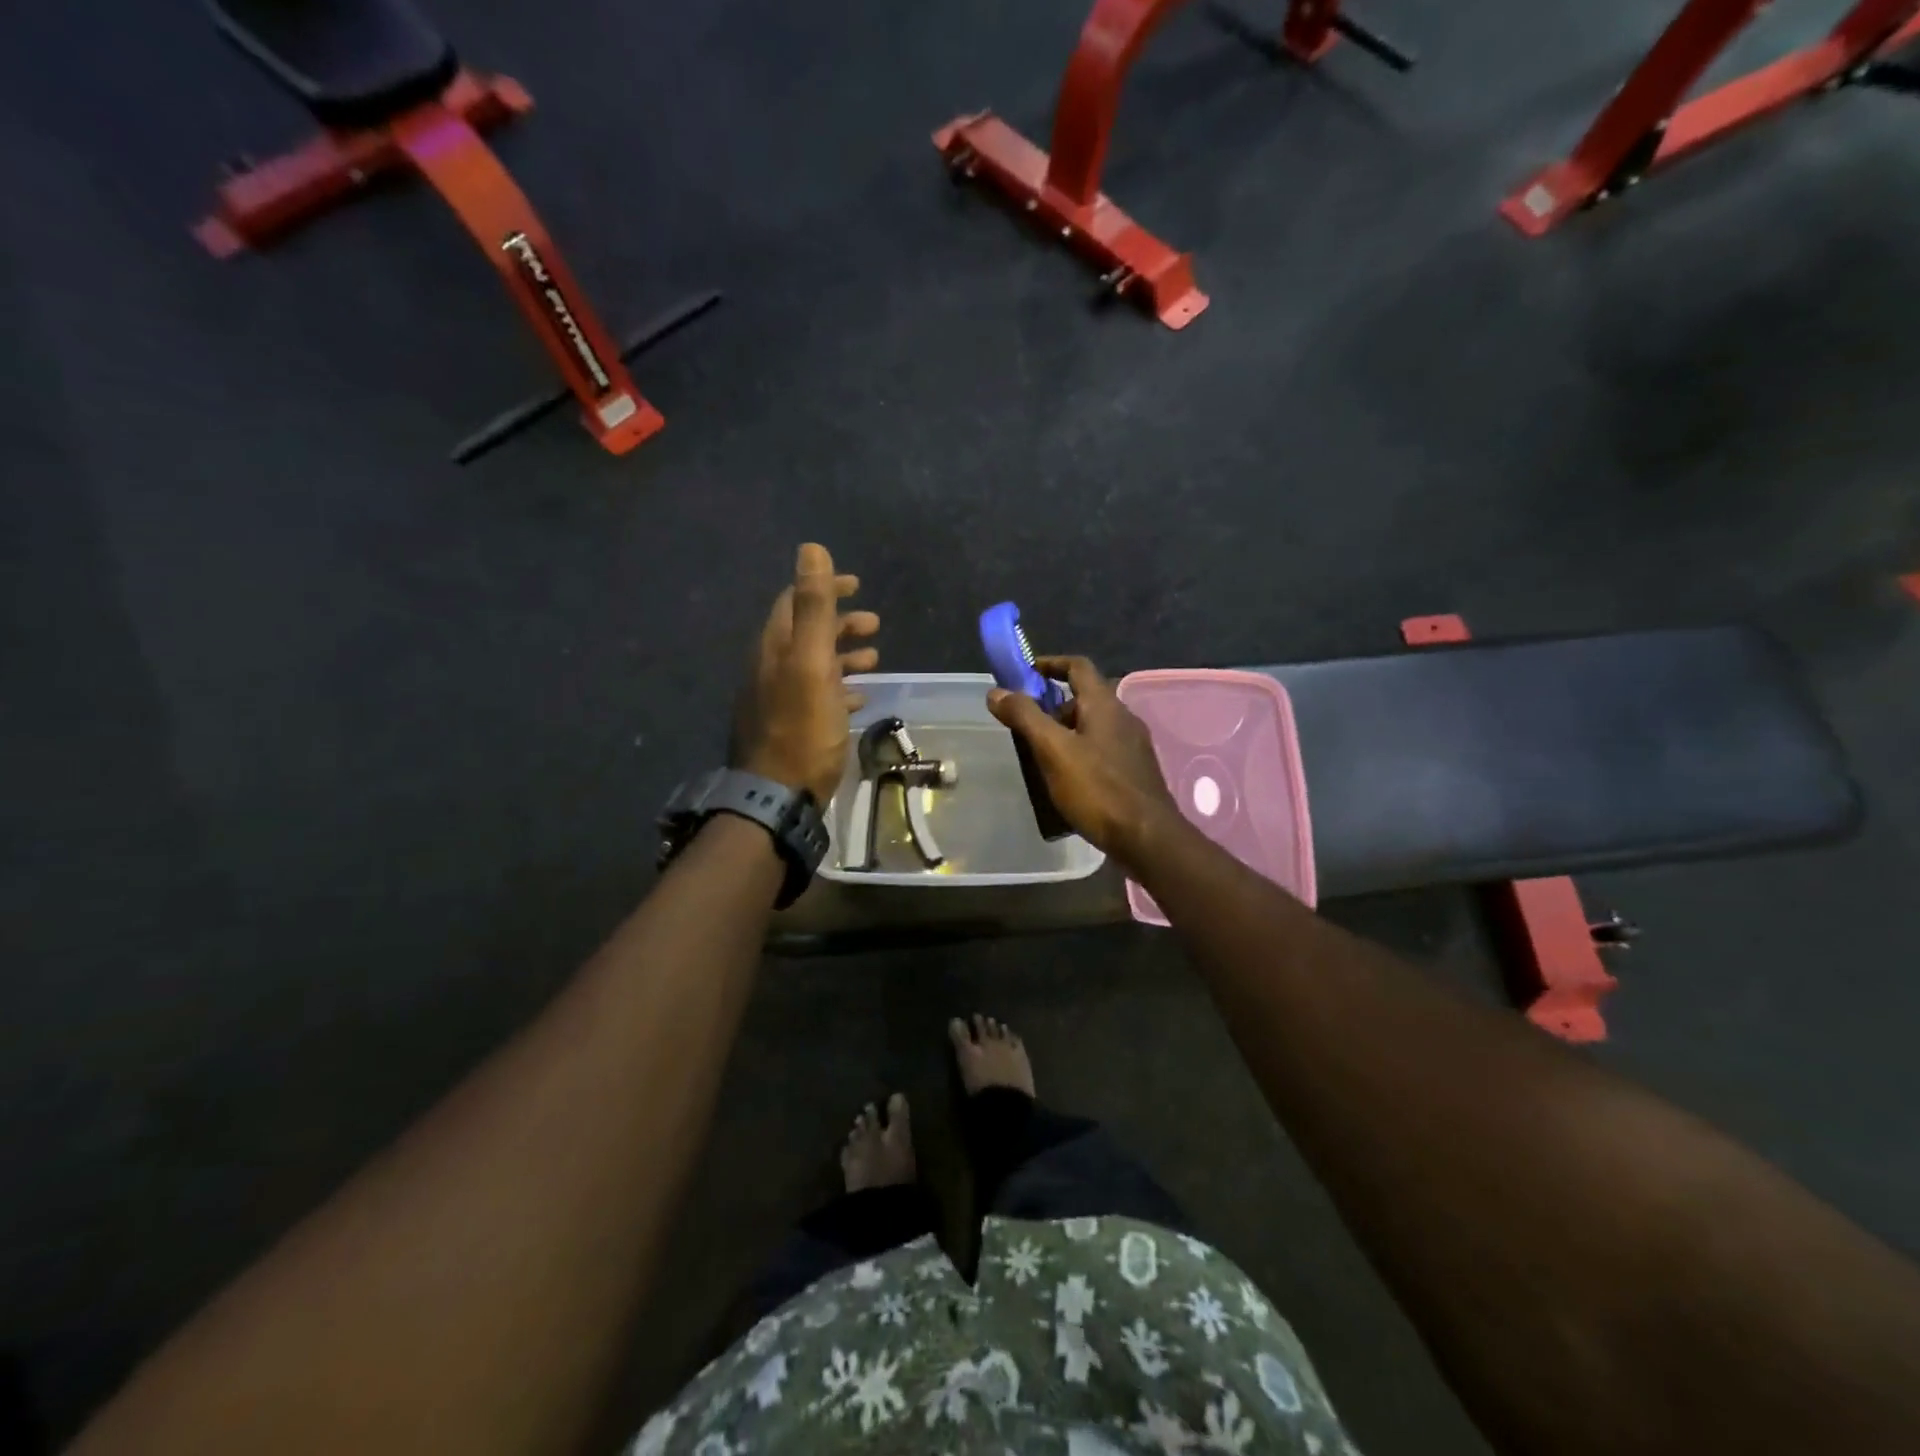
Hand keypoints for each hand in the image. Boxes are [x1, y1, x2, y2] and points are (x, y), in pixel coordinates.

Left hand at [733, 544, 878, 804]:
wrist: (777, 796)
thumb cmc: (802, 728)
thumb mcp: (811, 663)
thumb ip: (813, 607)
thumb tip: (811, 548)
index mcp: (775, 647)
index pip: (795, 601)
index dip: (826, 587)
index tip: (858, 585)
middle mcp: (771, 667)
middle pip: (805, 632)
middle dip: (840, 623)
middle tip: (875, 625)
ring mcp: (777, 698)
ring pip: (813, 664)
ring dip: (843, 655)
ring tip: (875, 659)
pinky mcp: (788, 726)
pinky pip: (815, 696)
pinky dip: (838, 688)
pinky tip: (858, 698)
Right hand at [987, 655, 1182, 864]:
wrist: (1146, 838)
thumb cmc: (1097, 789)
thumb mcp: (1053, 750)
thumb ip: (1025, 717)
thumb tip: (997, 691)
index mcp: (1105, 705)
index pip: (1078, 666)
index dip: (1050, 663)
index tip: (1025, 673)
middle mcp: (1123, 718)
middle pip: (1085, 698)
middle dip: (1053, 705)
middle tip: (1026, 724)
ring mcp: (1133, 746)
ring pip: (1093, 727)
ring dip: (1065, 732)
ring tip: (1039, 755)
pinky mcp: (1135, 772)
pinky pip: (1102, 751)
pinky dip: (1080, 753)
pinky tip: (1066, 779)